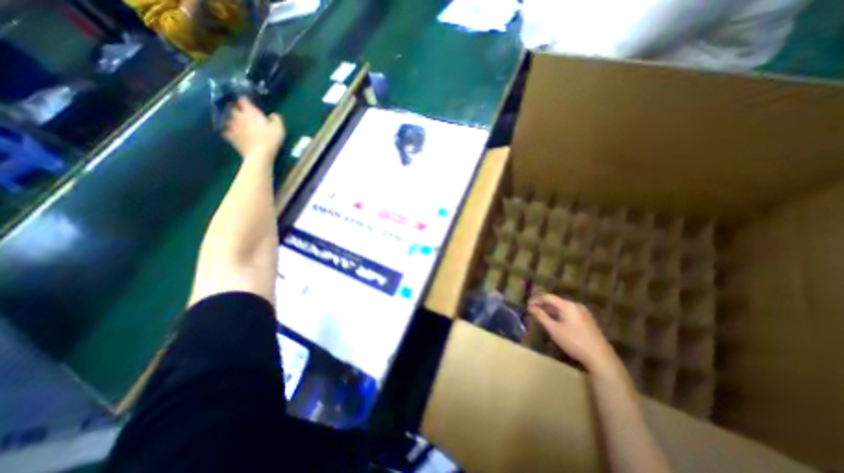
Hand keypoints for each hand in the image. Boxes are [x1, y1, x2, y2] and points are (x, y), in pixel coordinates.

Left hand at [222, 97, 284, 162]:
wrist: (259, 155)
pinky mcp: (230, 137)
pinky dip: (229, 131)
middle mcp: (238, 116)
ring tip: (237, 123)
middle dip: (237, 109)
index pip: (243, 100)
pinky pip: (226, 132)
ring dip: (232, 120)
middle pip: (233, 108)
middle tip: (243, 113)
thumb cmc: (270, 140)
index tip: (249, 103)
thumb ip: (276, 119)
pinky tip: (233, 134)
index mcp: (250, 112)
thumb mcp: (279, 128)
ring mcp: (232, 126)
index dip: (245, 100)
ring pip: (227, 119)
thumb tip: (272, 115)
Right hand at [529, 292, 621, 376]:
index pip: (548, 297)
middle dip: (543, 305)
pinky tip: (555, 321)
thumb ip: (541, 316)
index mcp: (568, 305)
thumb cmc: (574, 342)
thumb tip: (531, 307)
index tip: (527, 305)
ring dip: (550, 310)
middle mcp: (576, 305)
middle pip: (556, 301)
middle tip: (532, 310)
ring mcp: (583, 313)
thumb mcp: (554, 329)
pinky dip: (559, 314)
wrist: (601, 358)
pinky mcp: (587, 320)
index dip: (536, 300)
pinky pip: (569, 312)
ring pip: (562, 307)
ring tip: (541, 316)